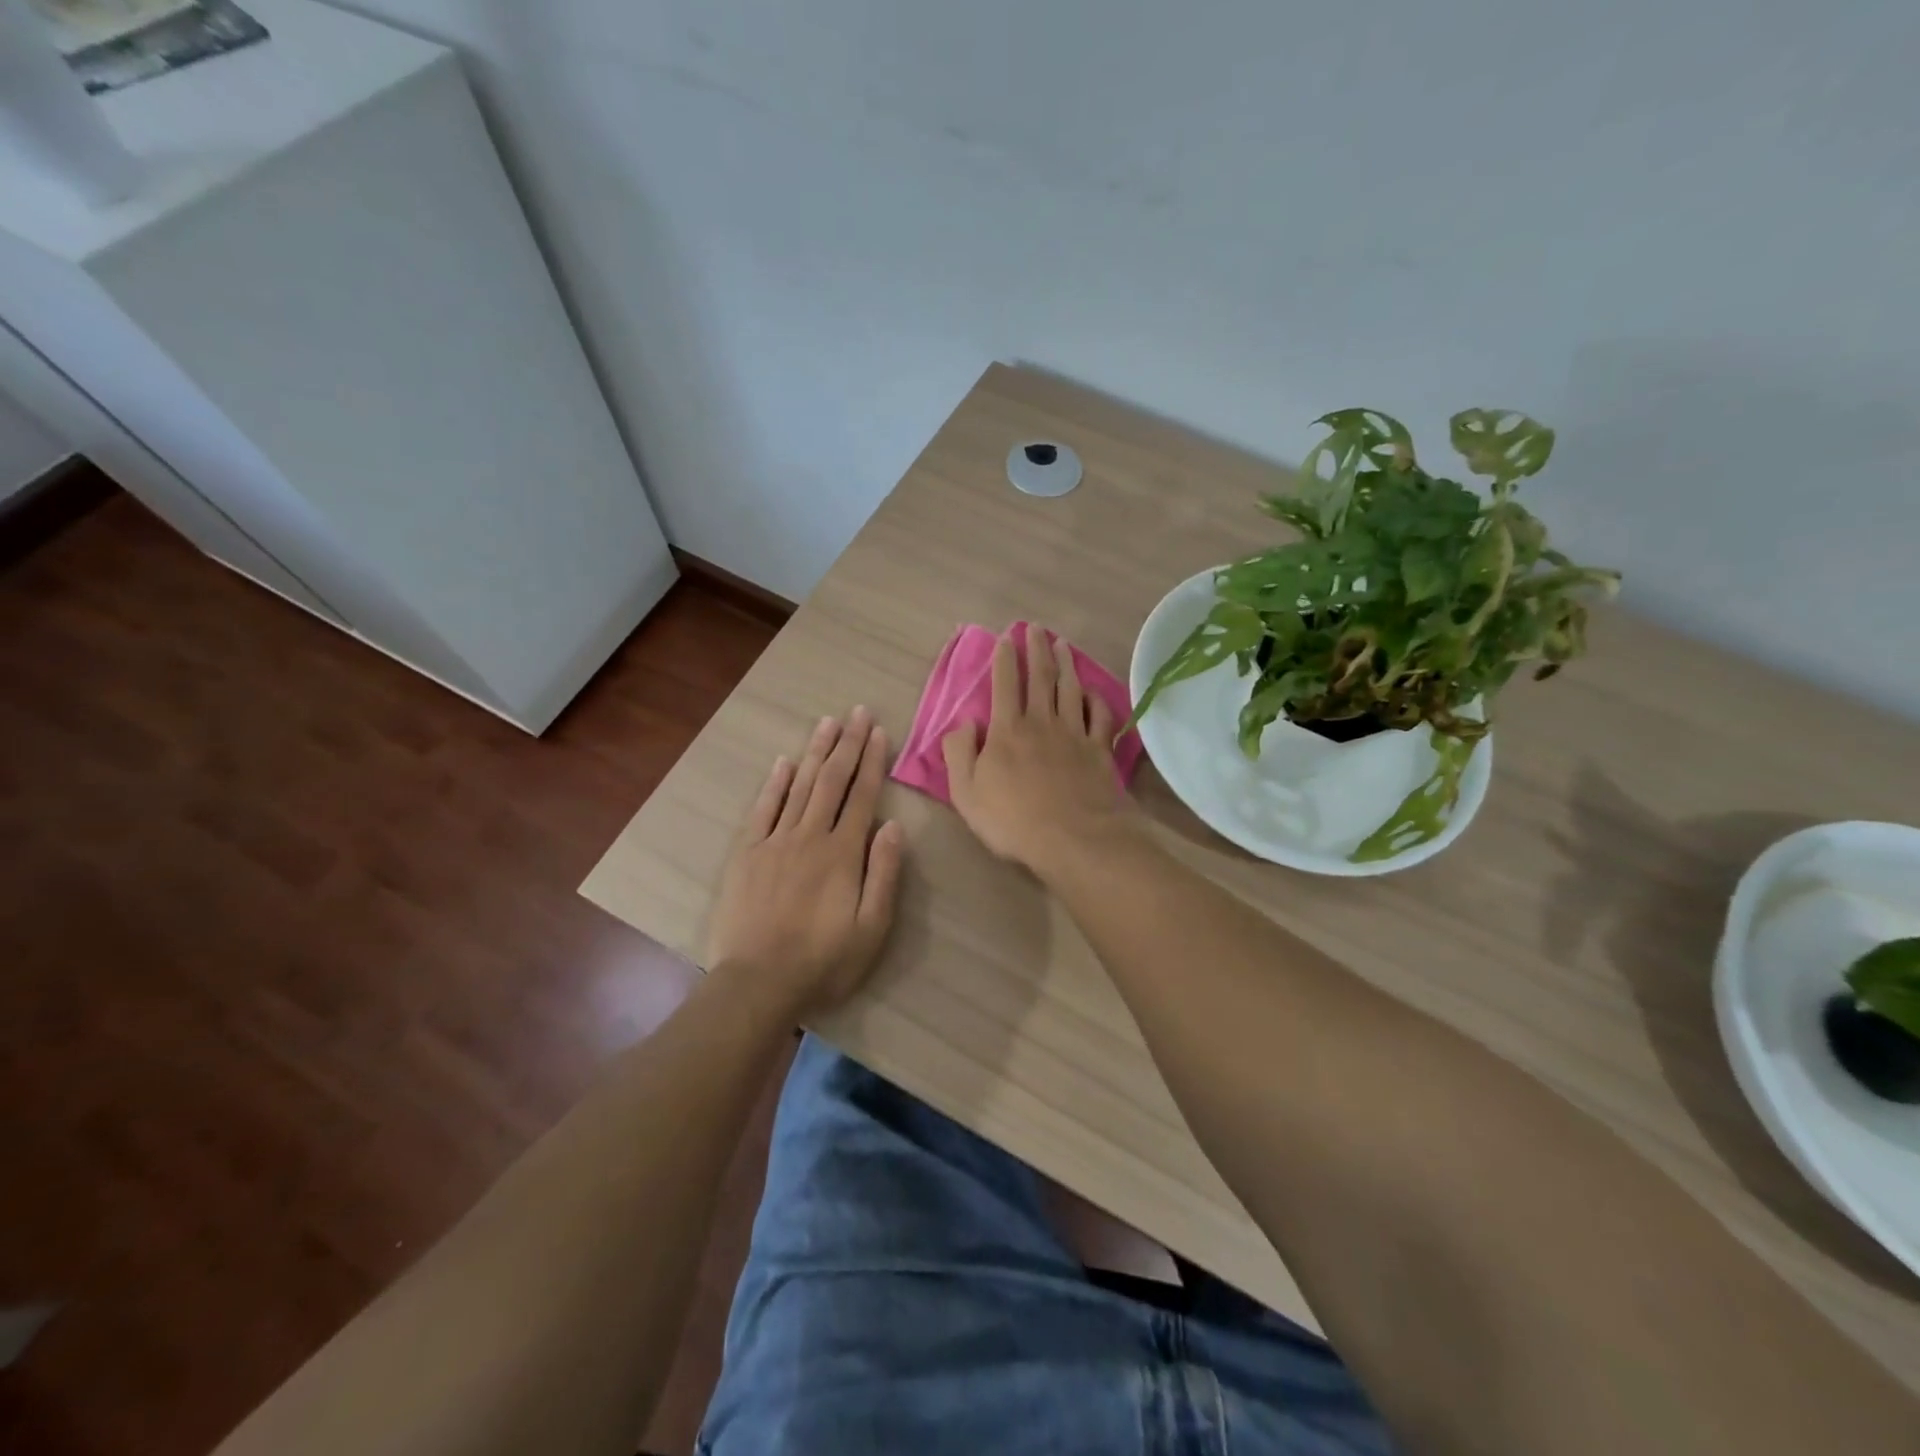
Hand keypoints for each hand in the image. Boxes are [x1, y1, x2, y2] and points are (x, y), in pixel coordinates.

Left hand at [706, 707, 905, 1020]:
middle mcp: (809, 836)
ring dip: (815, 752)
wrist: (758, 983)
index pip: (861, 795)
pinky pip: (763, 809)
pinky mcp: (748, 854)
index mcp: (842, 852)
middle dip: (847, 743)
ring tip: (827, 722)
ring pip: (799, 786)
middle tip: (856, 711)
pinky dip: (775, 783)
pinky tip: (785, 763)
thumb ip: (884, 874)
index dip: (872, 761)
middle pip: (831, 781)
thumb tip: (893, 826)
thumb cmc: (823, 961)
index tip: (878, 731)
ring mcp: (775, 842)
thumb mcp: (872, 928)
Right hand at [941, 629, 1136, 875]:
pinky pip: (1099, 716)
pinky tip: (1092, 691)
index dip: (1004, 660)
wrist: (1074, 839)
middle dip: (1036, 650)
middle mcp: (1042, 723)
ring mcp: (1074, 735)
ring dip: (1066, 664)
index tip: (1006, 638)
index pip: (1004, 686)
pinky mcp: (1099, 751)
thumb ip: (959, 753)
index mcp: (1007, 731)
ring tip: (1063, 645)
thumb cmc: (1012, 820)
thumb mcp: (966, 792)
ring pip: (1070, 690)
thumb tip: (963, 723)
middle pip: (1040, 678)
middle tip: (1036, 628)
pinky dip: (1095, 699)